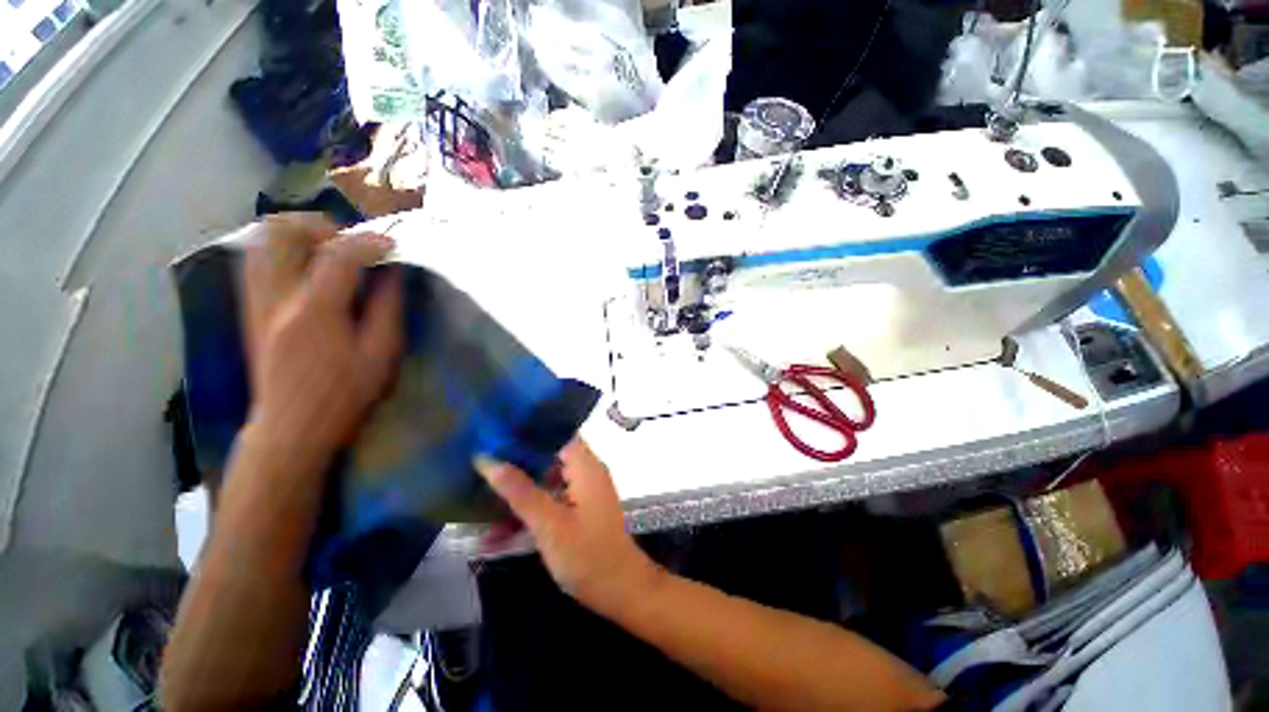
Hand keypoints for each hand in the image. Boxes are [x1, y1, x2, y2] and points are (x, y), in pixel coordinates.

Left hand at [243, 214, 403, 461]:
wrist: (290, 426)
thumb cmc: (344, 395)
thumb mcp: (381, 355)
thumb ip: (388, 309)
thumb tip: (394, 273)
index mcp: (315, 312)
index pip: (338, 255)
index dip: (369, 241)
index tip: (393, 244)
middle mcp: (277, 297)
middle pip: (283, 232)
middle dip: (322, 226)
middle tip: (352, 243)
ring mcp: (256, 300)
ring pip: (263, 240)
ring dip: (299, 234)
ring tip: (330, 249)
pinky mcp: (249, 307)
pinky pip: (256, 259)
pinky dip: (283, 249)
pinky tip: (307, 266)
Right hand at [474, 440, 663, 615]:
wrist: (619, 590)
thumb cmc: (587, 554)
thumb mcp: (549, 523)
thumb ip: (519, 491)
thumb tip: (488, 459)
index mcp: (585, 465)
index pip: (557, 431)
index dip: (529, 428)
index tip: (497, 430)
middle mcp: (585, 471)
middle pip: (547, 455)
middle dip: (515, 461)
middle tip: (479, 462)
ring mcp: (581, 492)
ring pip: (544, 481)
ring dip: (516, 493)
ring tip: (477, 496)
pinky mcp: (577, 511)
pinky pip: (548, 502)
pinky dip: (527, 513)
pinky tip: (494, 535)